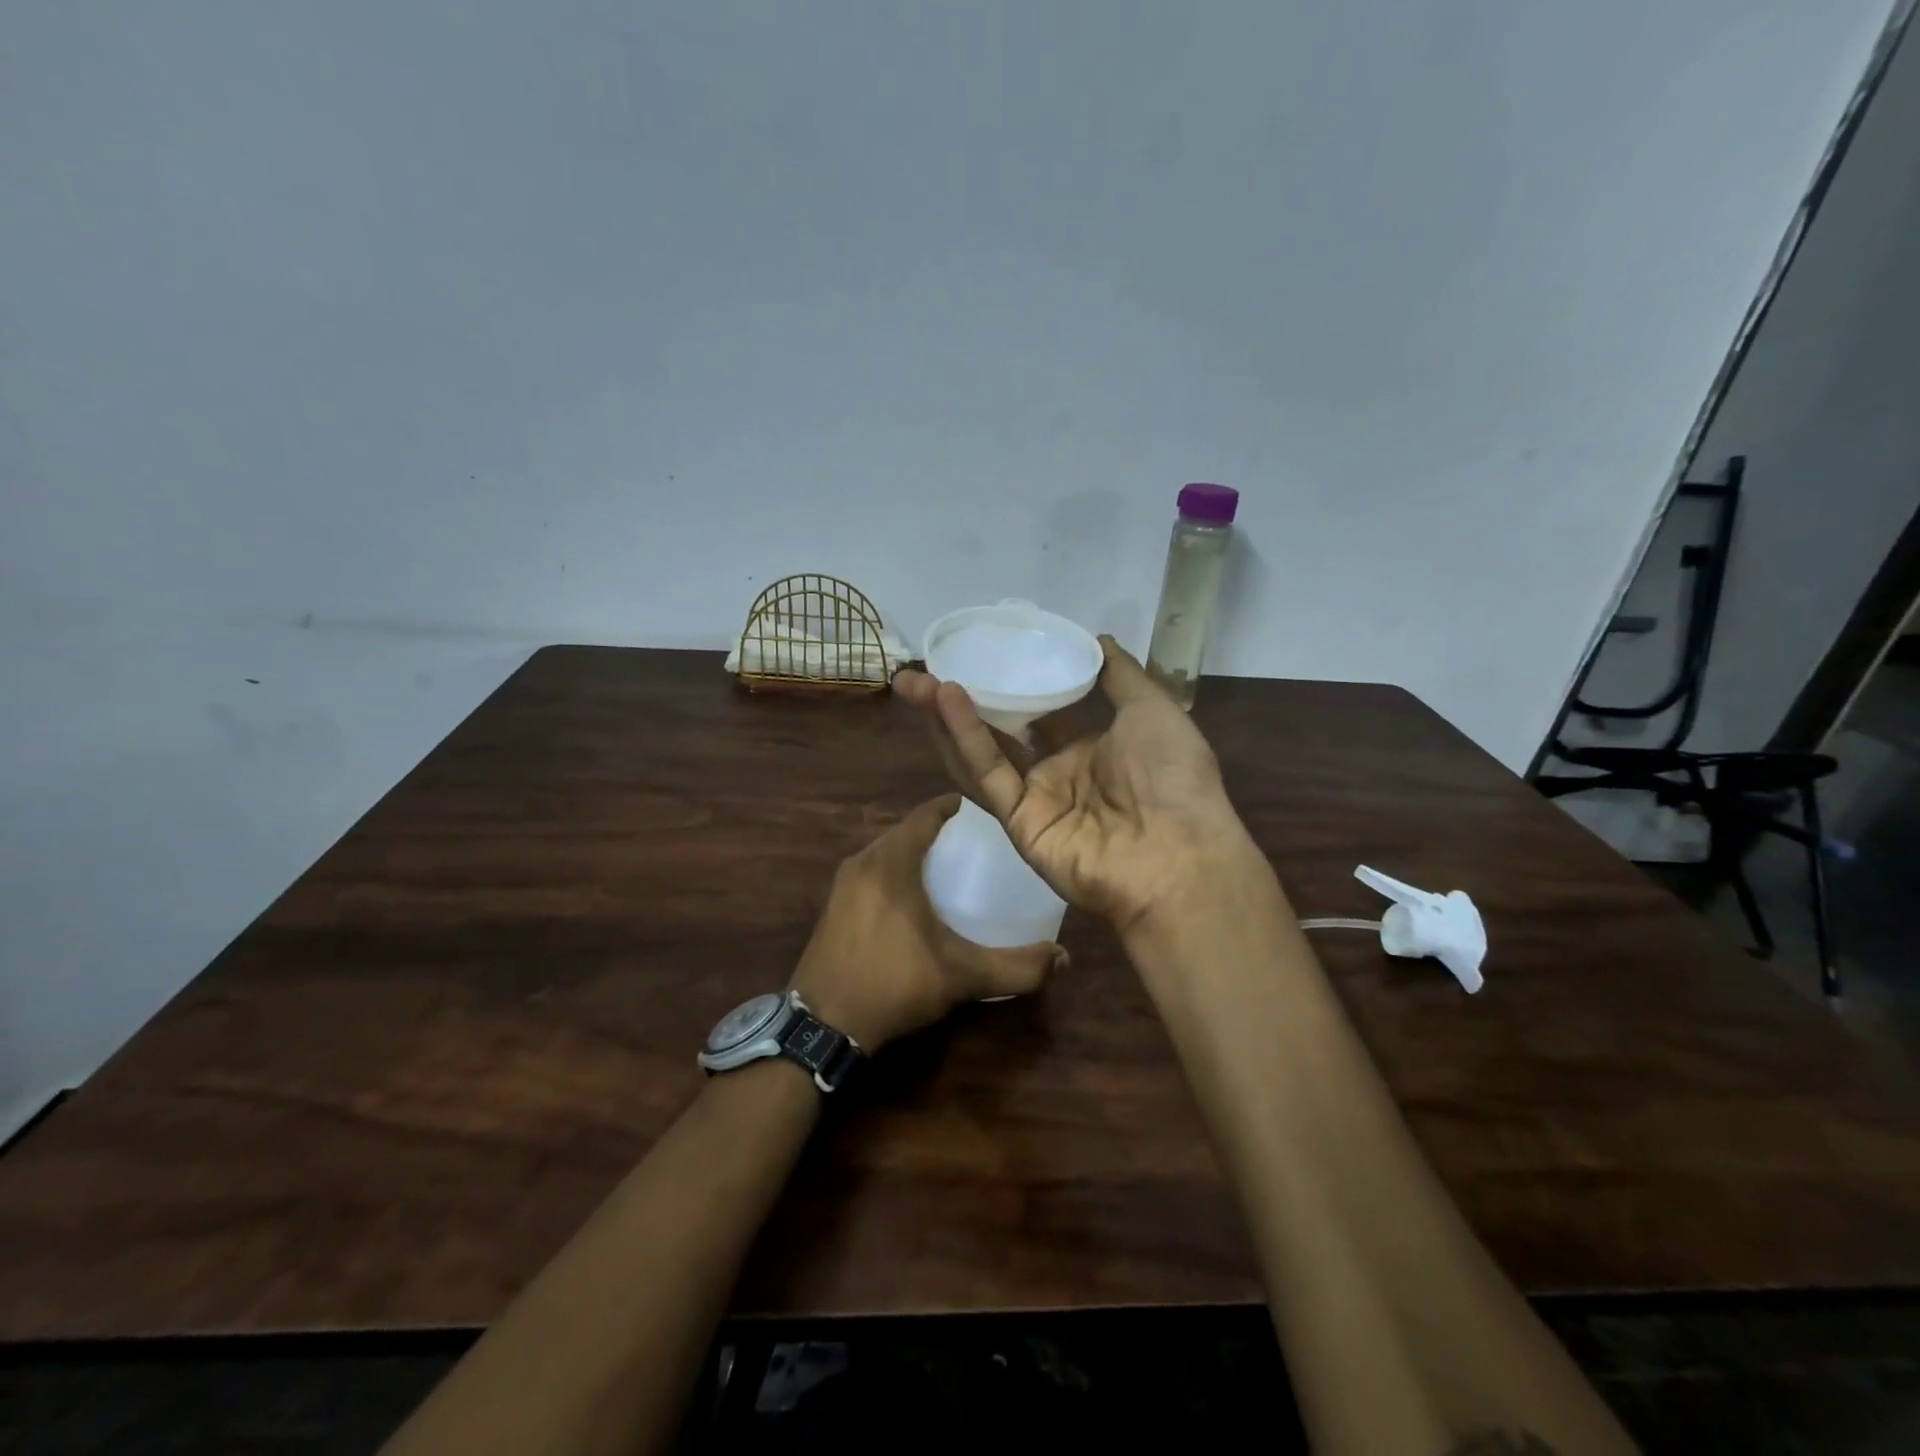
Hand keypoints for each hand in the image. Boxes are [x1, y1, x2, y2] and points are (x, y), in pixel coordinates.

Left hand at [788, 795, 1064, 1052]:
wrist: (822, 1025)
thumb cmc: (893, 984)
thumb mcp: (961, 976)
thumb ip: (1015, 968)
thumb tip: (1062, 958)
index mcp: (891, 863)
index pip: (924, 815)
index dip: (950, 807)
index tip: (977, 809)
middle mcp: (863, 863)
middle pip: (904, 832)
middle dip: (935, 831)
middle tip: (971, 842)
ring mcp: (841, 885)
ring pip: (884, 852)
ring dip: (912, 852)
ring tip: (945, 867)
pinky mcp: (831, 907)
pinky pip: (869, 872)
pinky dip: (893, 872)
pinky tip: (911, 898)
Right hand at [894, 637, 1258, 932]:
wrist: (1178, 855)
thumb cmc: (1172, 777)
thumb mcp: (1153, 710)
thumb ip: (1122, 675)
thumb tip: (1099, 639)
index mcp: (1090, 749)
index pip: (1041, 712)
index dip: (1012, 686)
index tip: (983, 655)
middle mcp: (1057, 773)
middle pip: (999, 731)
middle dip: (963, 699)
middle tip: (926, 666)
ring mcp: (1034, 800)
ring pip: (981, 752)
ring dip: (946, 716)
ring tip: (914, 680)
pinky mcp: (1017, 823)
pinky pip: (987, 774)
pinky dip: (965, 737)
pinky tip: (946, 698)